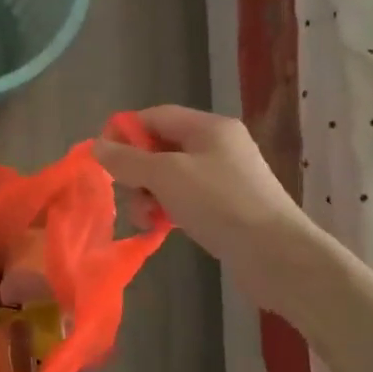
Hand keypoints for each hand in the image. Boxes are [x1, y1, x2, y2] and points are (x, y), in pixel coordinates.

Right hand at [94, 106, 310, 267]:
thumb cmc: (219, 203)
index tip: (102, 158)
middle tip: (128, 195)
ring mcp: (223, 177)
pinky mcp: (226, 206)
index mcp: (208, 127)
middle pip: (160, 148)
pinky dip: (167, 209)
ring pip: (169, 177)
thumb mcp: (166, 175)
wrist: (276, 254)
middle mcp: (218, 146)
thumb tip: (97, 146)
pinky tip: (161, 228)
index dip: (124, 132)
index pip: (155, 116)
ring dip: (149, 196)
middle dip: (136, 172)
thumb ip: (128, 160)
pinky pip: (184, 199)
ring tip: (145, 219)